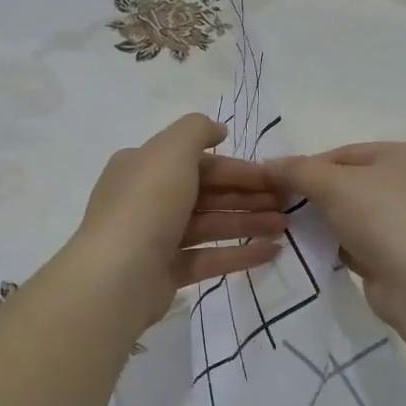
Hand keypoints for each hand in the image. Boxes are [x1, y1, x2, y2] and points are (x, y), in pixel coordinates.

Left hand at [73, 114, 289, 328]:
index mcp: (143, 167)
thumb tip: (218, 130)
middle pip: (206, 193)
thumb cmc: (147, 203)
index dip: (238, 167)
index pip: (198, 162)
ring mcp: (156, 238)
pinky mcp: (166, 272)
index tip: (274, 176)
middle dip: (247, 196)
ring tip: (285, 227)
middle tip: (287, 203)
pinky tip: (272, 252)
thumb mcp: (172, 150)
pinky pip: (208, 258)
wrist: (118, 275)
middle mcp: (147, 199)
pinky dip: (239, 254)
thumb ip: (197, 130)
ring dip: (249, 223)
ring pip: (210, 225)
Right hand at [265, 143, 405, 328]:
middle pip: (345, 184)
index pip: (341, 154)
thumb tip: (267, 164)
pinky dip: (335, 246)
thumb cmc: (383, 217)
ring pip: (349, 216)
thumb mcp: (334, 184)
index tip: (274, 184)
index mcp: (400, 156)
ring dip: (322, 223)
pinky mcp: (395, 256)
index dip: (306, 167)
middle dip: (313, 195)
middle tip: (278, 207)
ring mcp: (403, 223)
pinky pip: (355, 243)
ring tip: (288, 230)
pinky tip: (313, 252)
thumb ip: (298, 171)